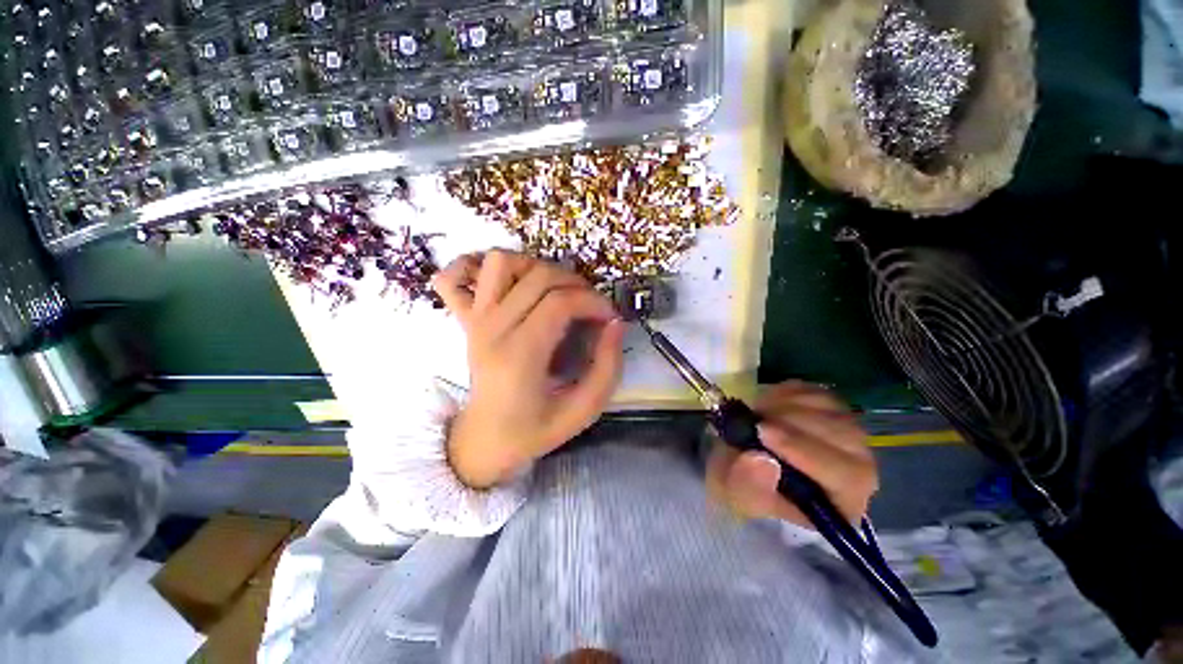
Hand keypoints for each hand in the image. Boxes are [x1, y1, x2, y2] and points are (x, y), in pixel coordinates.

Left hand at [432, 250, 624, 488]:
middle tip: (592, 305)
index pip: (560, 303)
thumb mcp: (583, 411)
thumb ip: (608, 368)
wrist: (484, 440)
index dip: (594, 302)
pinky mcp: (466, 320)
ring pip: (501, 262)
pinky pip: (455, 276)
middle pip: (538, 277)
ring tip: (557, 290)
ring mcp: (475, 320)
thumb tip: (616, 324)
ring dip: (536, 266)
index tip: (610, 317)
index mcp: (520, 356)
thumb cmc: (535, 430)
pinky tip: (507, 281)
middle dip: (576, 283)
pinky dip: (478, 267)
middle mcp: (493, 329)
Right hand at [706, 381, 877, 526]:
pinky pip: (811, 390)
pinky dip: (784, 393)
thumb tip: (761, 460)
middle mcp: (858, 465)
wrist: (743, 460)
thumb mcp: (738, 495)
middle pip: (842, 435)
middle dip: (791, 423)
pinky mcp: (829, 405)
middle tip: (753, 419)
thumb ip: (749, 485)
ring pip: (826, 407)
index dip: (805, 451)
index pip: (847, 476)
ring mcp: (846, 429)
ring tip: (755, 415)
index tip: (763, 432)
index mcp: (845, 501)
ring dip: (783, 406)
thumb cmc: (747, 486)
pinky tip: (766, 406)